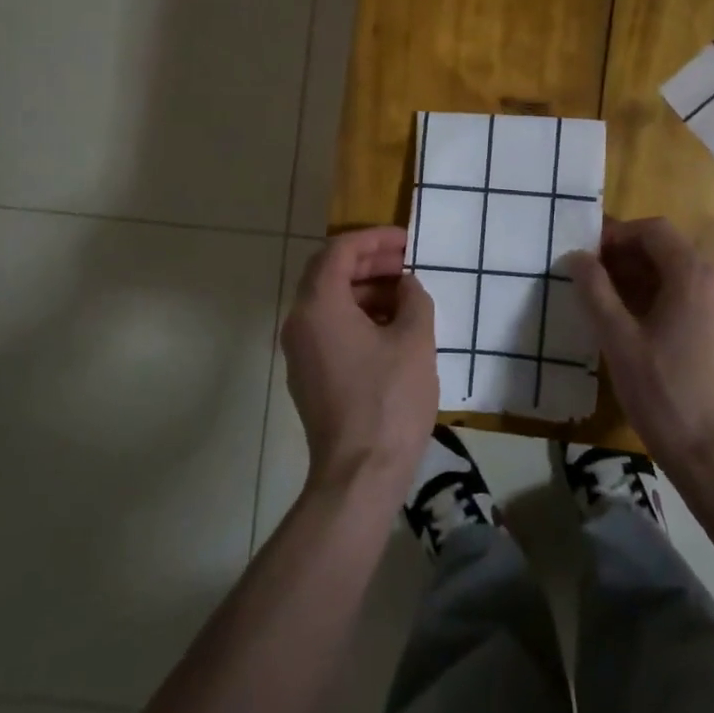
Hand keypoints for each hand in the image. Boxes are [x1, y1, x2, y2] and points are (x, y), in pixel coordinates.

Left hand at [281, 227, 438, 496]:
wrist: (359, 473)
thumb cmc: (389, 400)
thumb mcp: (415, 341)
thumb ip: (414, 299)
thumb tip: (406, 285)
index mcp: (319, 306)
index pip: (338, 251)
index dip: (373, 239)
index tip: (406, 241)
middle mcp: (299, 322)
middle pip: (328, 273)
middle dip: (368, 262)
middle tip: (406, 263)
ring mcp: (299, 351)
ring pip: (328, 302)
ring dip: (364, 289)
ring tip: (405, 295)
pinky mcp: (308, 375)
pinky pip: (328, 328)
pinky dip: (356, 316)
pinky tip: (390, 327)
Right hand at [567, 217, 713, 478]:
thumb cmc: (666, 396)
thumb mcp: (619, 342)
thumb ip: (596, 293)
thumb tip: (577, 257)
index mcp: (695, 277)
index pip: (654, 230)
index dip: (617, 235)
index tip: (588, 256)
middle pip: (671, 252)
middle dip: (628, 259)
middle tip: (592, 281)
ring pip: (685, 280)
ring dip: (646, 282)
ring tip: (611, 308)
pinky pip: (699, 304)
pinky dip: (668, 303)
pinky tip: (643, 335)